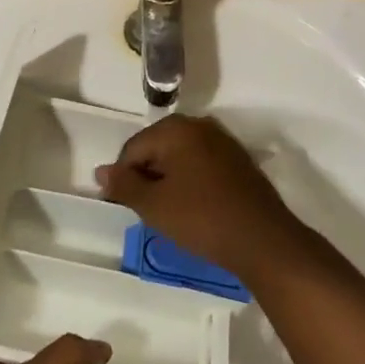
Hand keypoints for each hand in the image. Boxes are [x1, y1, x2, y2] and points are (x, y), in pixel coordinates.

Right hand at [95, 114, 300, 276]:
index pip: (133, 149)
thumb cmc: (201, 218)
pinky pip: (202, 164)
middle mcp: (199, 124)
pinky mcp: (238, 159)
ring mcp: (222, 140)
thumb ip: (124, 185)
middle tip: (149, 211)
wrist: (263, 239)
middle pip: (157, 148)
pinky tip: (195, 208)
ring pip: (181, 156)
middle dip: (148, 176)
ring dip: (170, 180)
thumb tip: (101, 171)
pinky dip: (191, 181)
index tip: (126, 206)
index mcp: (175, 128)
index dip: (124, 178)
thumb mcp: (154, 205)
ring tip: (171, 212)